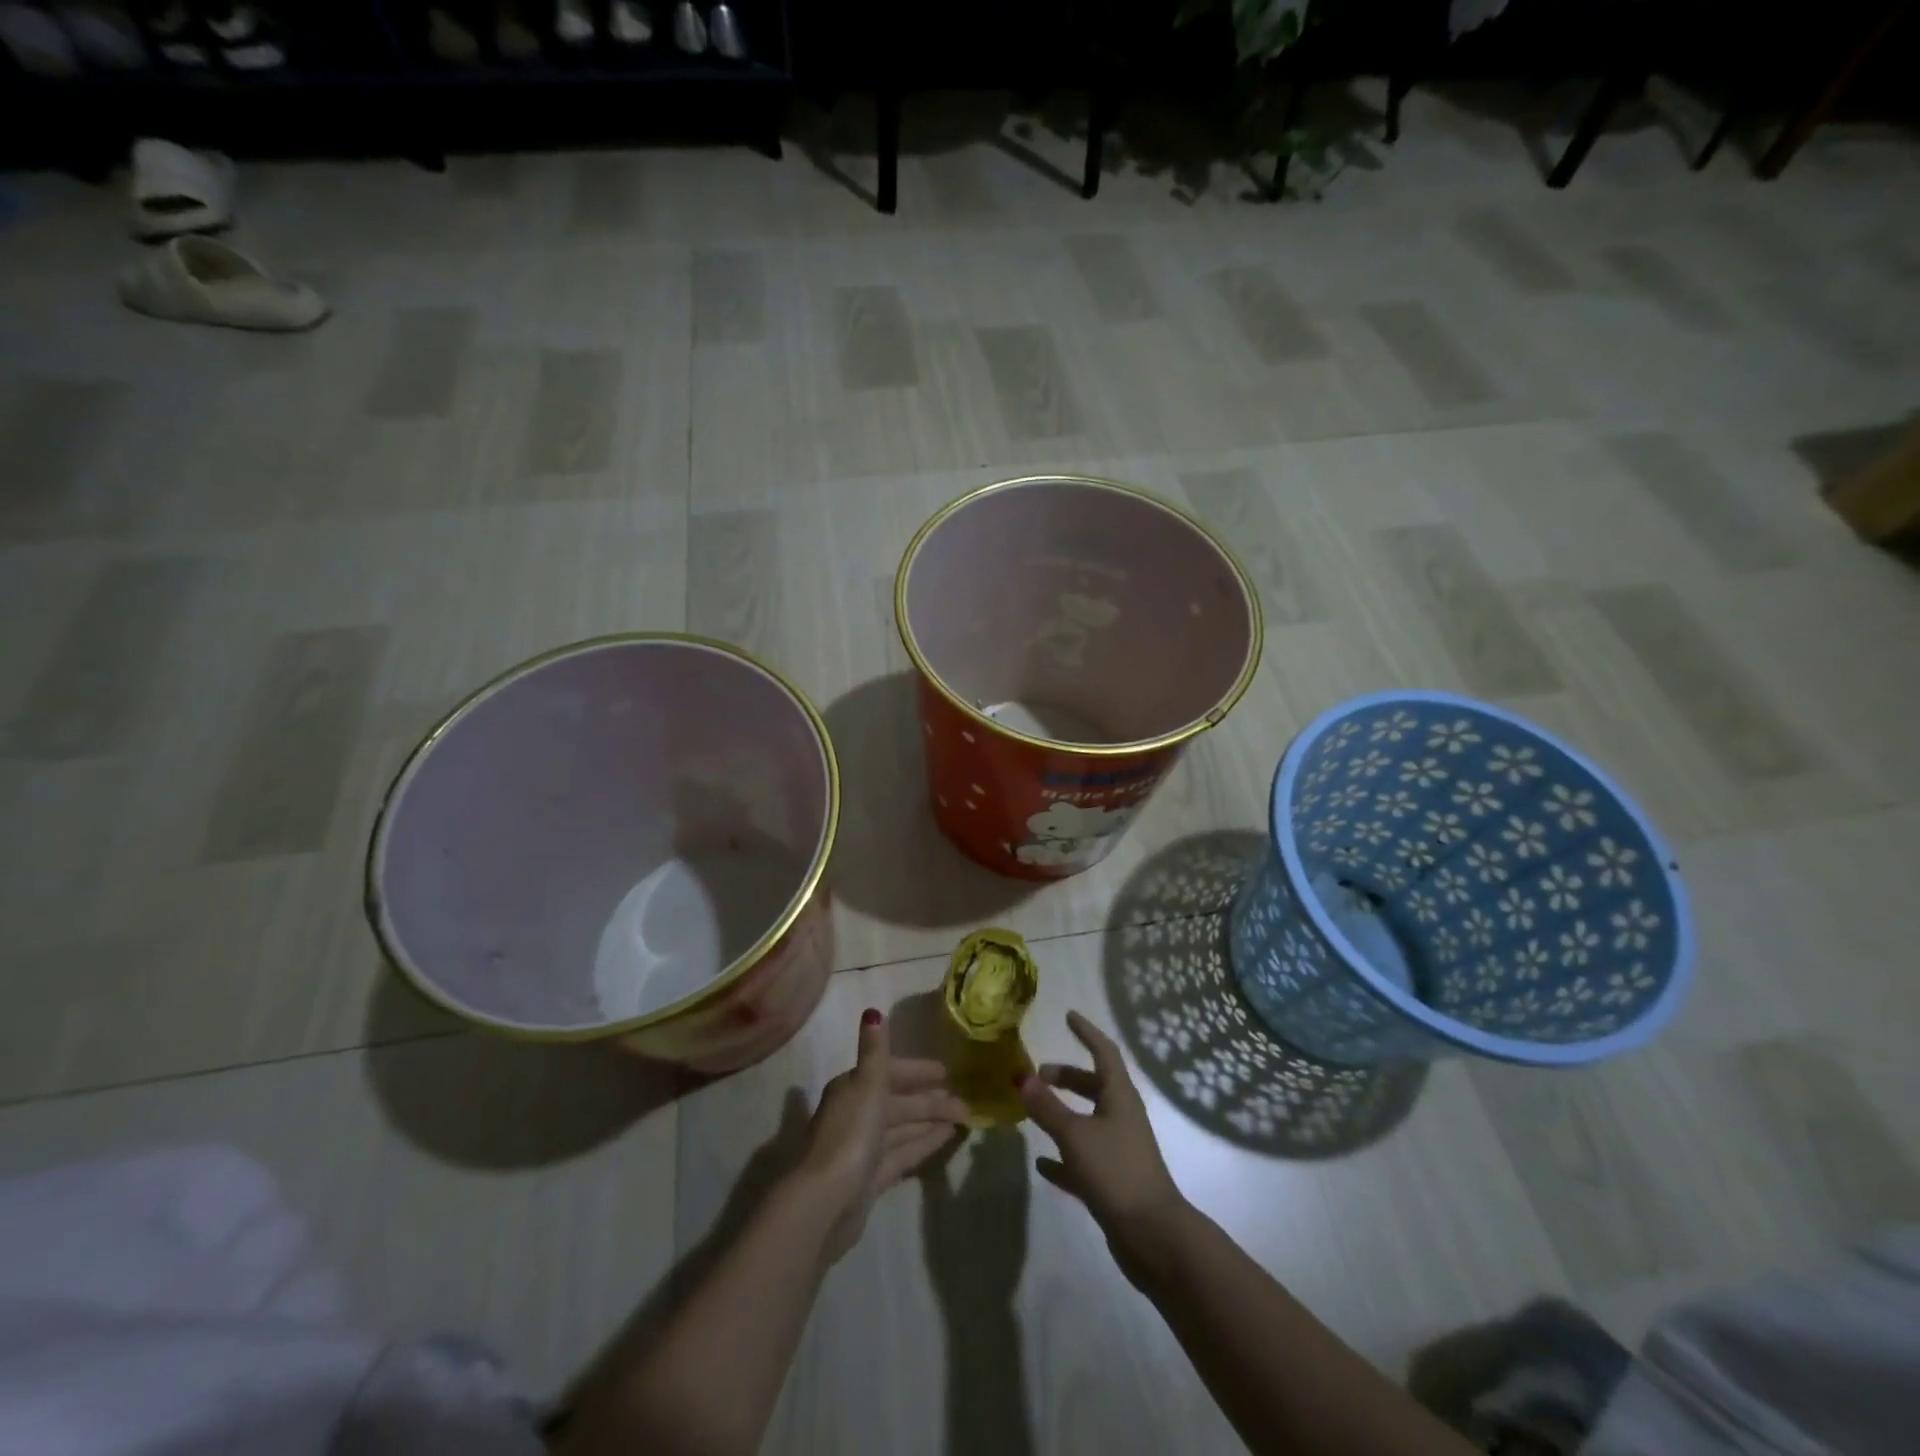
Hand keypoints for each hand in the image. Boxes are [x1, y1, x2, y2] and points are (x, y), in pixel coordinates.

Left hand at [798, 1010, 968, 1260]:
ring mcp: (863, 1149)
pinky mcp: (870, 1179)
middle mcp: (856, 1115)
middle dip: (930, 1100)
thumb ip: (875, 1051)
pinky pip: (903, 1153)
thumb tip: (872, 1011)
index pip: (889, 1072)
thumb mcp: (867, 1084)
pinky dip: (923, 1144)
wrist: (826, 1202)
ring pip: (902, 1128)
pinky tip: (947, 1139)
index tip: (946, 1071)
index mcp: (852, 1089)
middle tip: (966, 1101)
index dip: (917, 1071)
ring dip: (930, 1121)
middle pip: (898, 1102)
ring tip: (964, 1118)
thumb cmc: (851, 1134)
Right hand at [1017, 1011, 1187, 1254]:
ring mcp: (1119, 1149)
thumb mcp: (1075, 1134)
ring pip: (1087, 1120)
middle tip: (1038, 1075)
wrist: (1152, 1235)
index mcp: (1119, 1096)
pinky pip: (1083, 1158)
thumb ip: (1046, 1106)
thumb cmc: (1115, 1171)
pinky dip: (1063, 1156)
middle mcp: (1122, 1116)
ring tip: (1034, 1111)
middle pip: (1094, 1086)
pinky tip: (1041, 1164)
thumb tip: (1021, 1075)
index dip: (1086, 1032)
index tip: (1068, 1015)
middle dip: (1066, 1076)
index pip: (1104, 1052)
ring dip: (1062, 1113)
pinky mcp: (1113, 1180)